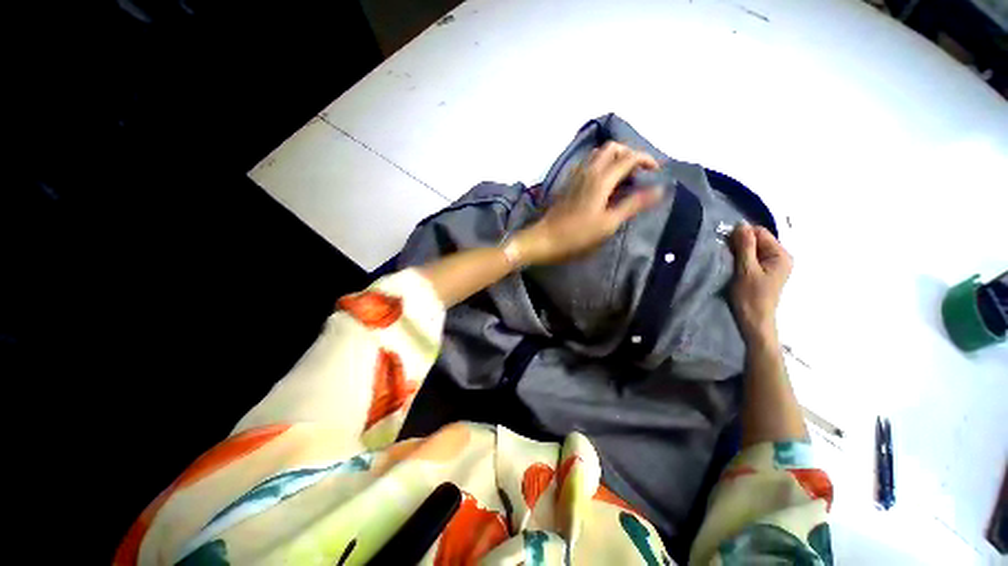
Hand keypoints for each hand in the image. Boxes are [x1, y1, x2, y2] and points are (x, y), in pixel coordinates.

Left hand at [512, 141, 663, 264]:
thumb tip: (659, 189)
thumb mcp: (608, 223)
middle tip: (639, 172)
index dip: (646, 160)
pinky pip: (588, 165)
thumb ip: (633, 204)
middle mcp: (588, 171)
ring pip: (598, 155)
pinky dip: (602, 166)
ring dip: (614, 159)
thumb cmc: (577, 235)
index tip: (656, 172)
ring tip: (624, 178)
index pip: (629, 157)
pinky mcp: (568, 183)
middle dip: (630, 154)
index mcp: (601, 179)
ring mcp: (575, 176)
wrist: (545, 239)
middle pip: (612, 148)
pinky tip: (604, 184)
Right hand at [729, 223, 792, 342]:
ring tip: (729, 261)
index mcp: (781, 254)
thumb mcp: (746, 269)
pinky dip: (742, 258)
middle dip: (740, 243)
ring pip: (753, 248)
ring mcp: (774, 265)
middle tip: (726, 254)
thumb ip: (745, 246)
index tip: (725, 244)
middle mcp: (781, 257)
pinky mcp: (766, 271)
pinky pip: (753, 257)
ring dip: (739, 251)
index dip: (742, 235)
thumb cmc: (750, 296)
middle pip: (758, 239)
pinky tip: (734, 266)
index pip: (760, 232)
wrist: (754, 320)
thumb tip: (740, 224)